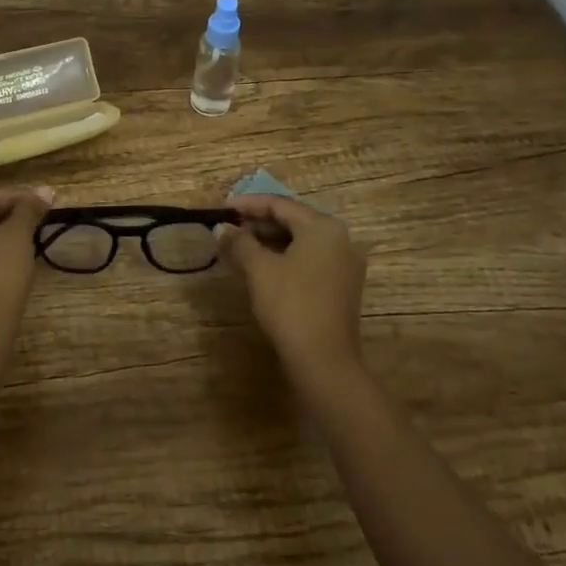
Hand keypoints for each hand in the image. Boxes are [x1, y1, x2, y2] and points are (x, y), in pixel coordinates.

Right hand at [216, 193, 367, 379]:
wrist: (324, 361)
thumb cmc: (291, 305)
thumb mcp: (258, 269)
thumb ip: (239, 242)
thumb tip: (221, 227)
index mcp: (323, 227)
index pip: (280, 204)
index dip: (248, 204)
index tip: (222, 208)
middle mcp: (340, 239)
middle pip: (293, 220)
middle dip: (258, 223)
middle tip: (229, 227)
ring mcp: (344, 264)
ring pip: (301, 241)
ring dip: (270, 241)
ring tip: (240, 246)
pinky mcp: (342, 287)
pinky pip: (309, 260)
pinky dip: (285, 257)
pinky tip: (262, 267)